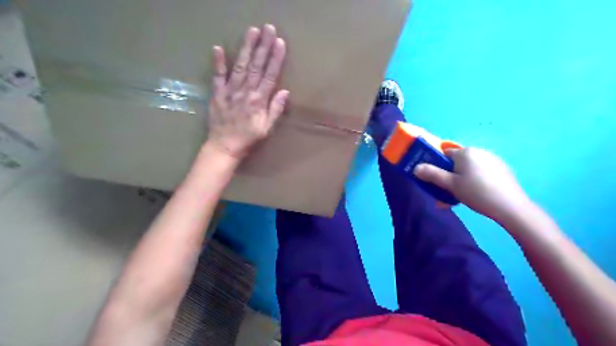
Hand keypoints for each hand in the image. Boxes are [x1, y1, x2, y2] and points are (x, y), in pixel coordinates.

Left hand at [207, 25, 289, 159]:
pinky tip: (218, 48)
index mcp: (259, 101)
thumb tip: (285, 92)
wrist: (225, 146)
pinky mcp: (217, 93)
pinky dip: (218, 62)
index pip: (269, 76)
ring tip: (252, 31)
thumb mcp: (267, 128)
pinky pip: (217, 76)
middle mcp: (245, 92)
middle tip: (268, 29)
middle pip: (256, 66)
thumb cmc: (248, 138)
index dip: (275, 59)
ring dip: (246, 48)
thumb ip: (275, 110)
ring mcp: (230, 91)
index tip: (280, 43)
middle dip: (263, 47)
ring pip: (240, 66)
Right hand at [416, 148, 532, 223]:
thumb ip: (432, 175)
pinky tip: (477, 193)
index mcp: (465, 152)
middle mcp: (478, 151)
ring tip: (462, 196)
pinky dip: (475, 180)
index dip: (437, 166)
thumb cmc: (476, 193)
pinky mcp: (501, 169)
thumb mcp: (451, 185)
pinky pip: (481, 171)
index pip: (444, 154)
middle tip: (448, 191)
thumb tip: (416, 168)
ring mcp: (492, 159)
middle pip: (456, 162)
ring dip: (461, 179)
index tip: (436, 180)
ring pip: (469, 168)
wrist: (511, 207)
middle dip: (449, 175)